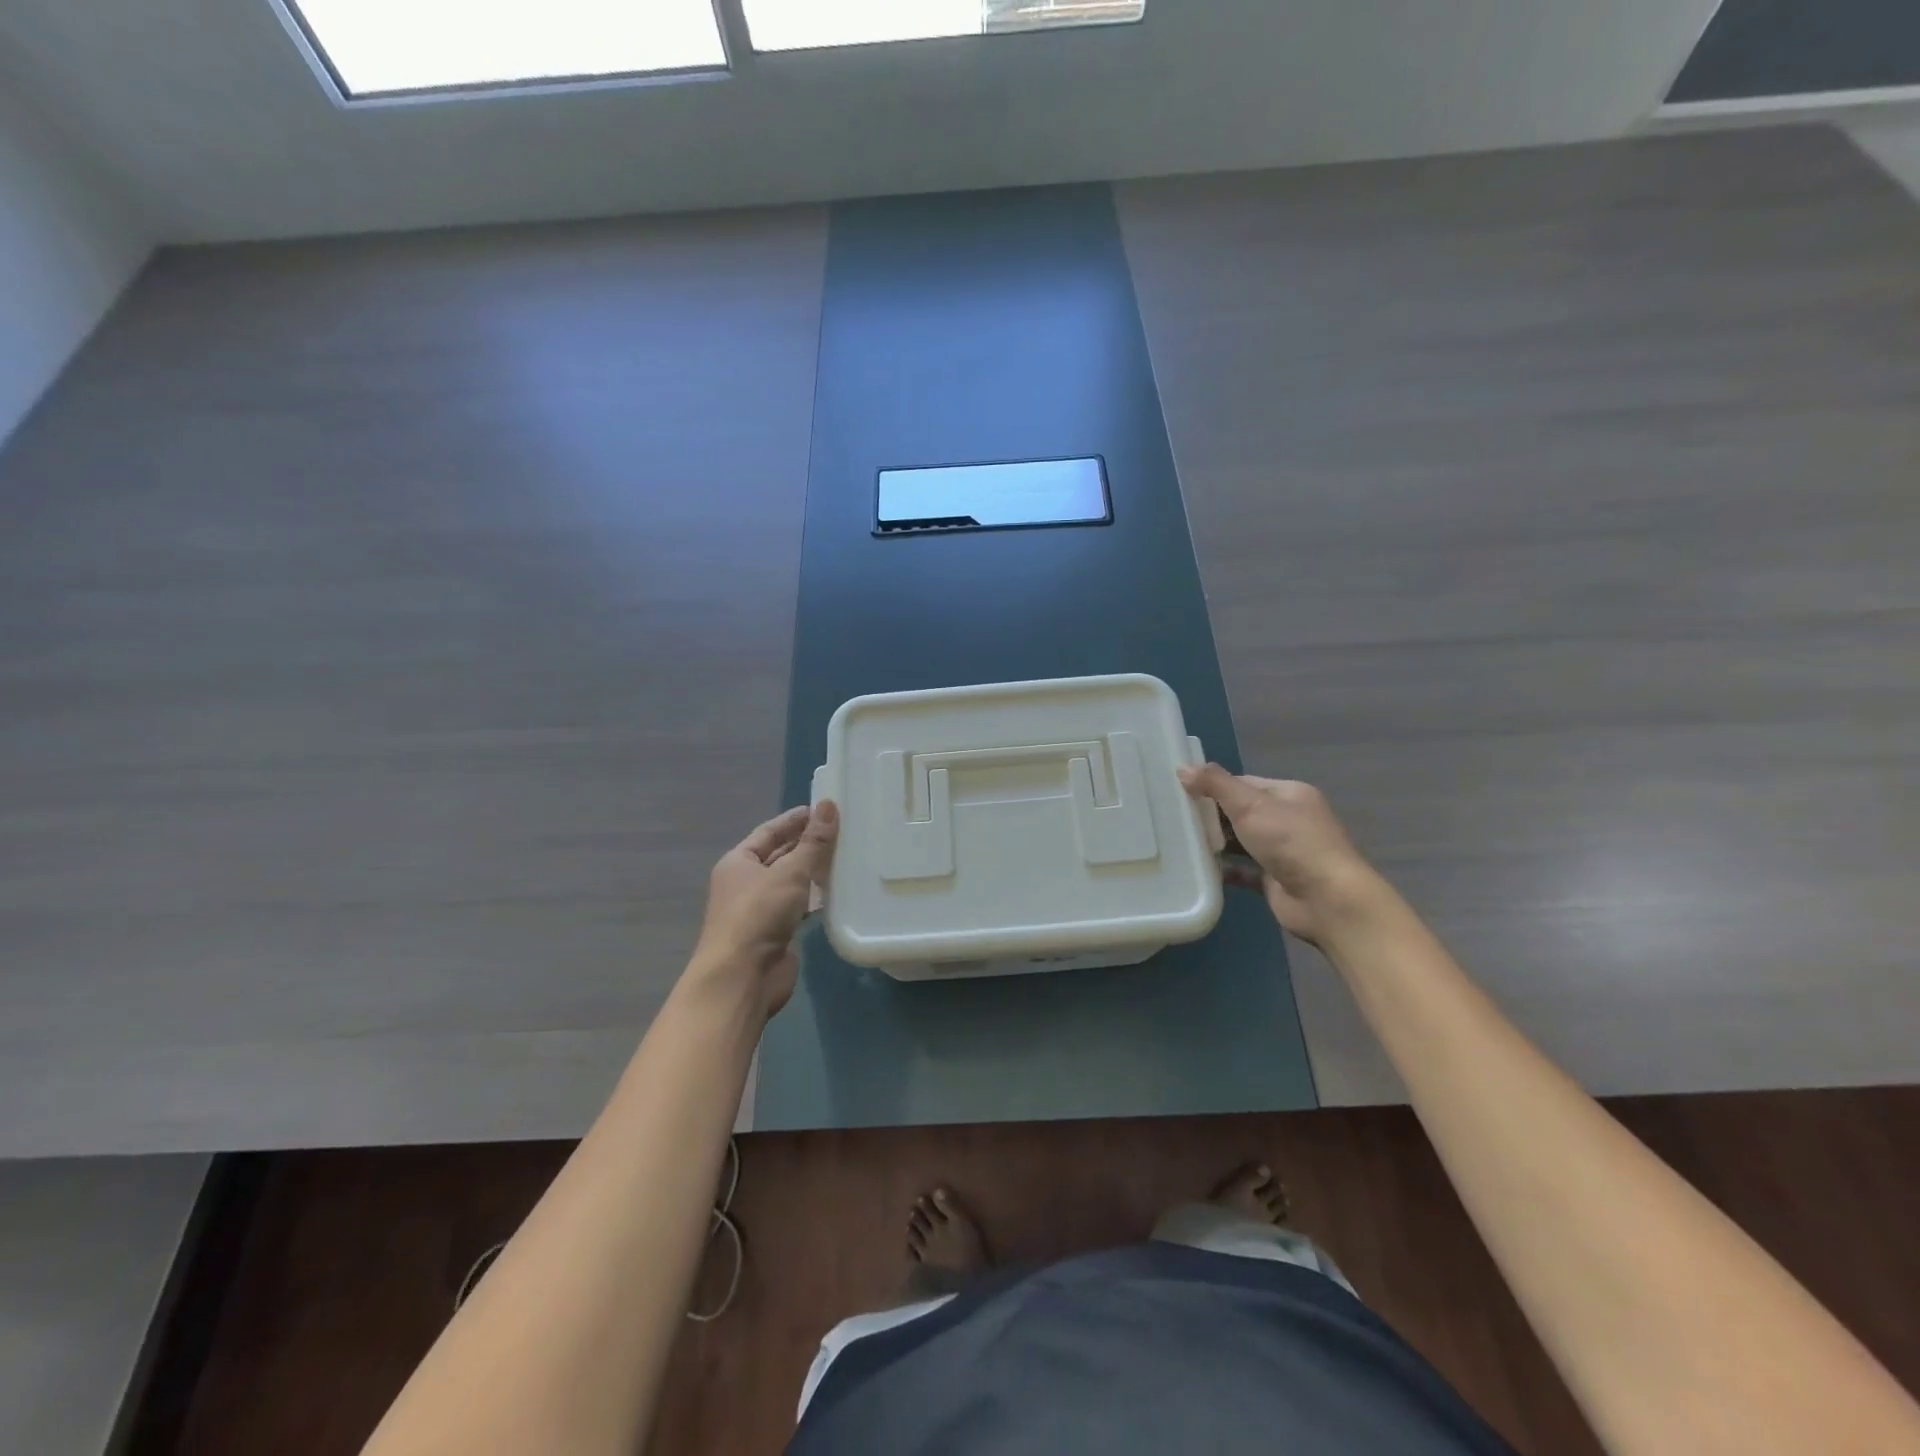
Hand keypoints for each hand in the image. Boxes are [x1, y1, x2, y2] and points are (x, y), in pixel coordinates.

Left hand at [688, 802, 837, 1018]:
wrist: (742, 977)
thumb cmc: (759, 914)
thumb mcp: (789, 872)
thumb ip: (813, 842)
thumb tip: (828, 805)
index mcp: (738, 862)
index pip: (768, 832)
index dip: (794, 820)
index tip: (822, 808)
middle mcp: (746, 883)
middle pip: (779, 856)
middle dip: (806, 844)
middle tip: (842, 830)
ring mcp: (760, 910)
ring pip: (791, 882)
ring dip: (813, 871)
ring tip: (846, 856)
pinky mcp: (776, 933)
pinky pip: (799, 906)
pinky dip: (815, 898)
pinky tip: (839, 891)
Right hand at [1179, 764, 1387, 948]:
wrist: (1327, 900)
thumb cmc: (1290, 842)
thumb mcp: (1250, 805)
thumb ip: (1215, 785)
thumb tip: (1182, 767)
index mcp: (1289, 794)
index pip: (1244, 783)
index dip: (1214, 786)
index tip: (1181, 792)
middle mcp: (1289, 820)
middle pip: (1242, 812)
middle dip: (1212, 815)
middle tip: (1175, 818)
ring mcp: (1284, 852)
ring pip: (1242, 842)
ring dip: (1216, 843)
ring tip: (1180, 842)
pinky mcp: (1276, 880)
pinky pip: (1244, 870)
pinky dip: (1225, 869)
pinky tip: (1199, 868)